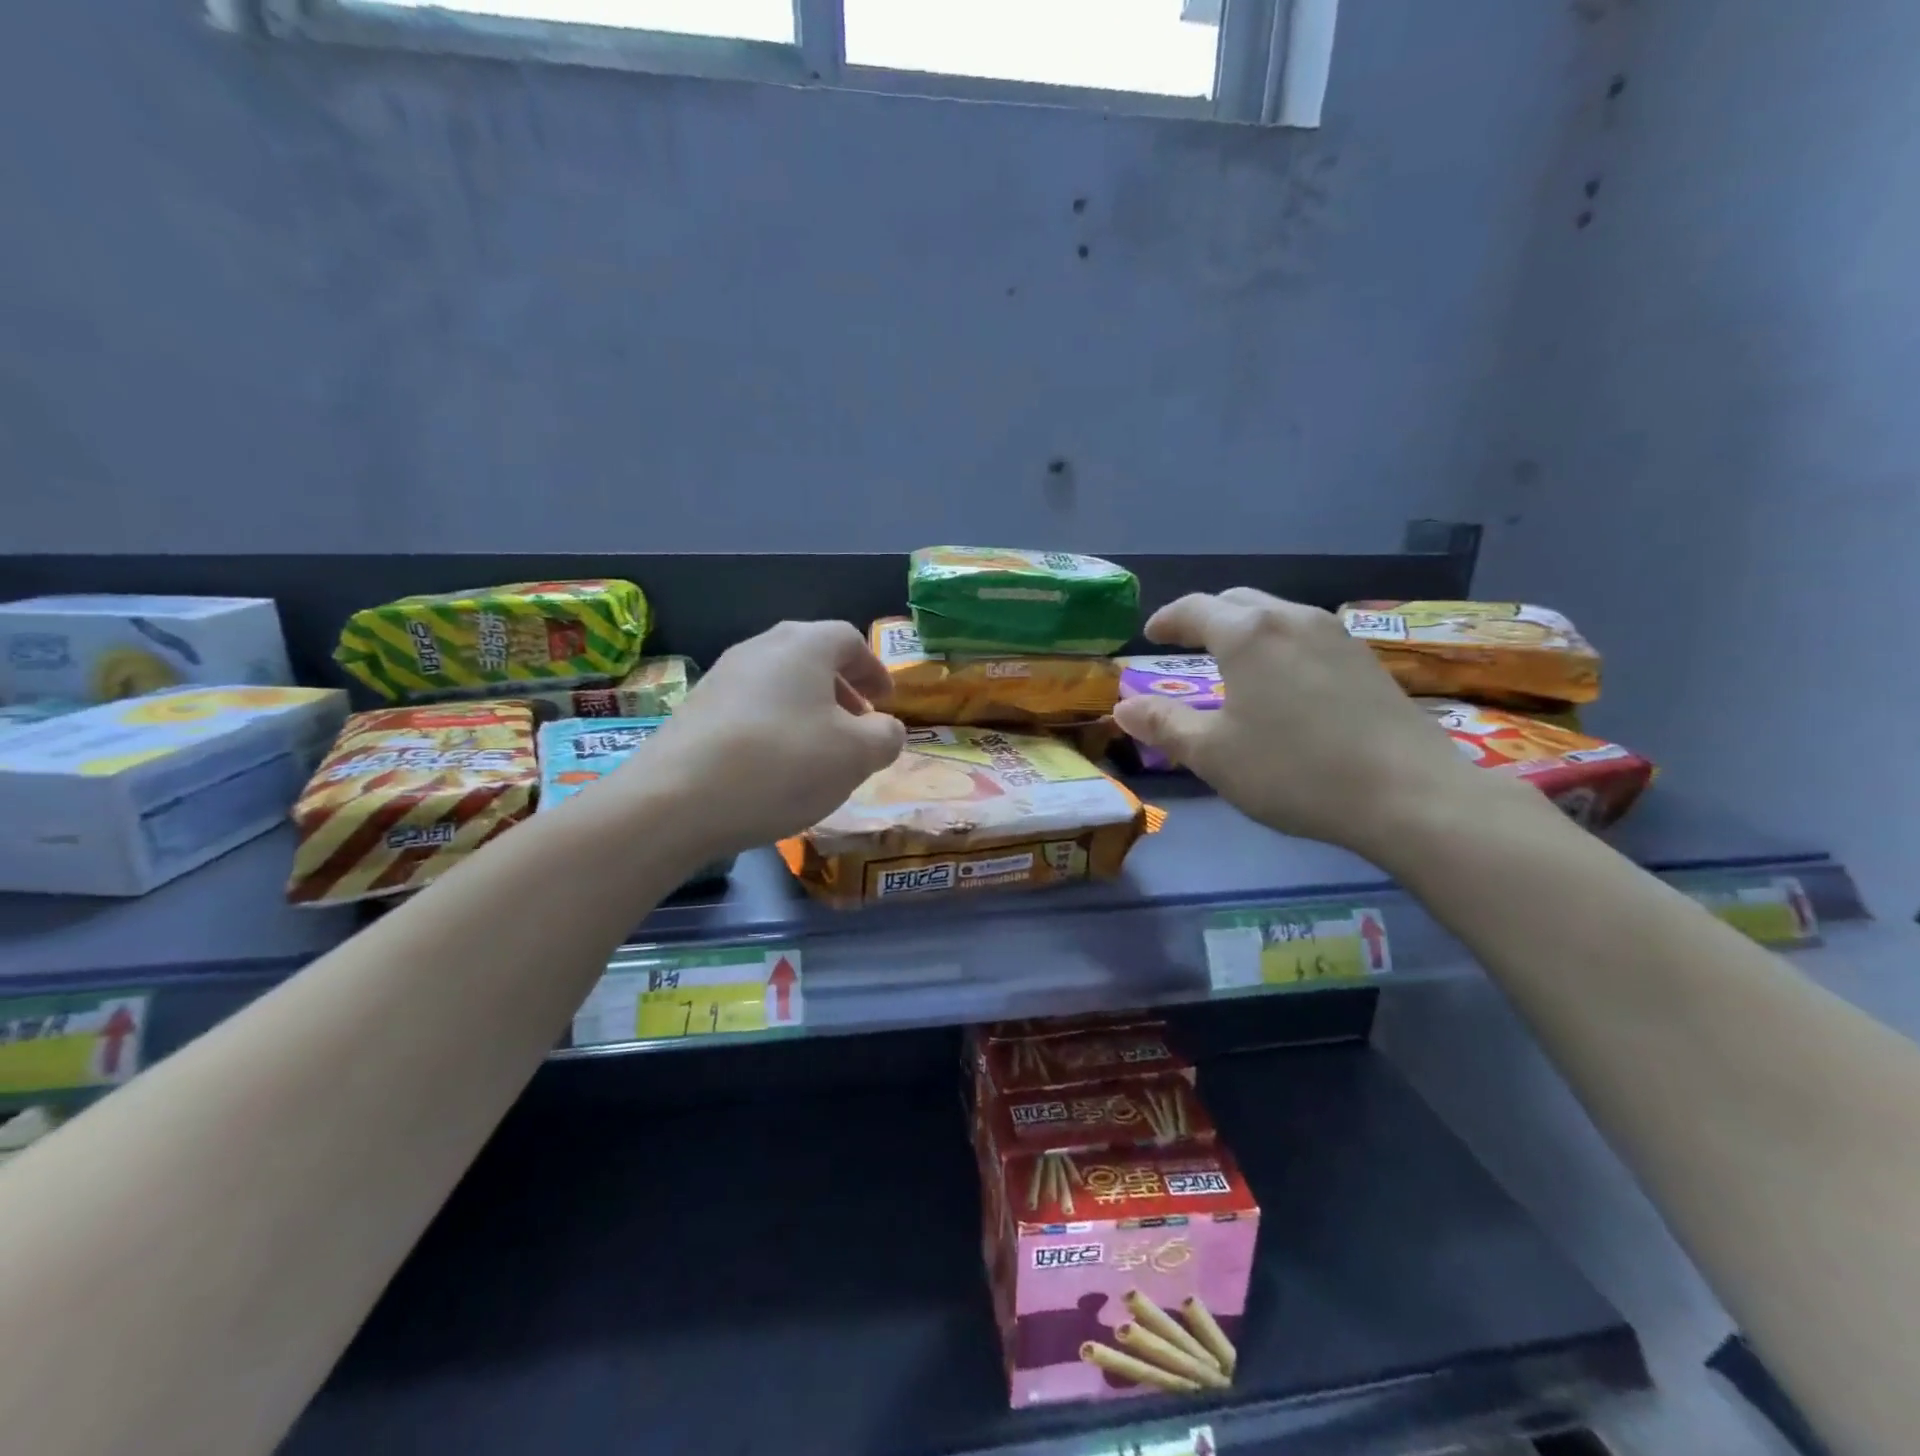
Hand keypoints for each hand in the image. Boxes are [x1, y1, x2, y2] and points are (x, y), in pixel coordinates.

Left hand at [603, 621, 905, 856]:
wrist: (675, 802)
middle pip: (811, 657)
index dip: (874, 669)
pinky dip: (775, 726)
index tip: (886, 702)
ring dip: (808, 709)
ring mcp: (721, 677)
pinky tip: (775, 767)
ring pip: (779, 683)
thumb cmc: (782, 765)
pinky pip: (751, 708)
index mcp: (803, 646)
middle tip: (858, 725)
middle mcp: (759, 648)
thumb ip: (886, 736)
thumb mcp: (856, 755)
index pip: (849, 639)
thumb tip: (885, 729)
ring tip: (819, 751)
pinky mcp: (695, 710)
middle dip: (842, 689)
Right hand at [1111, 589, 1518, 860]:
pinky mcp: (1366, 659)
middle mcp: (1291, 619)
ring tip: (1232, 659)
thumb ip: (1163, 724)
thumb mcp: (1213, 755)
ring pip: (1276, 615)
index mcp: (1247, 635)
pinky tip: (1282, 679)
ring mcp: (1336, 635)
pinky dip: (1278, 643)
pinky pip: (1306, 634)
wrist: (1408, 794)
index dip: (1168, 619)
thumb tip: (1123, 707)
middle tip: (1186, 641)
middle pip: (1238, 601)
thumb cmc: (1294, 771)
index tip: (1151, 633)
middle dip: (1205, 616)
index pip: (1195, 609)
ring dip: (1245, 627)